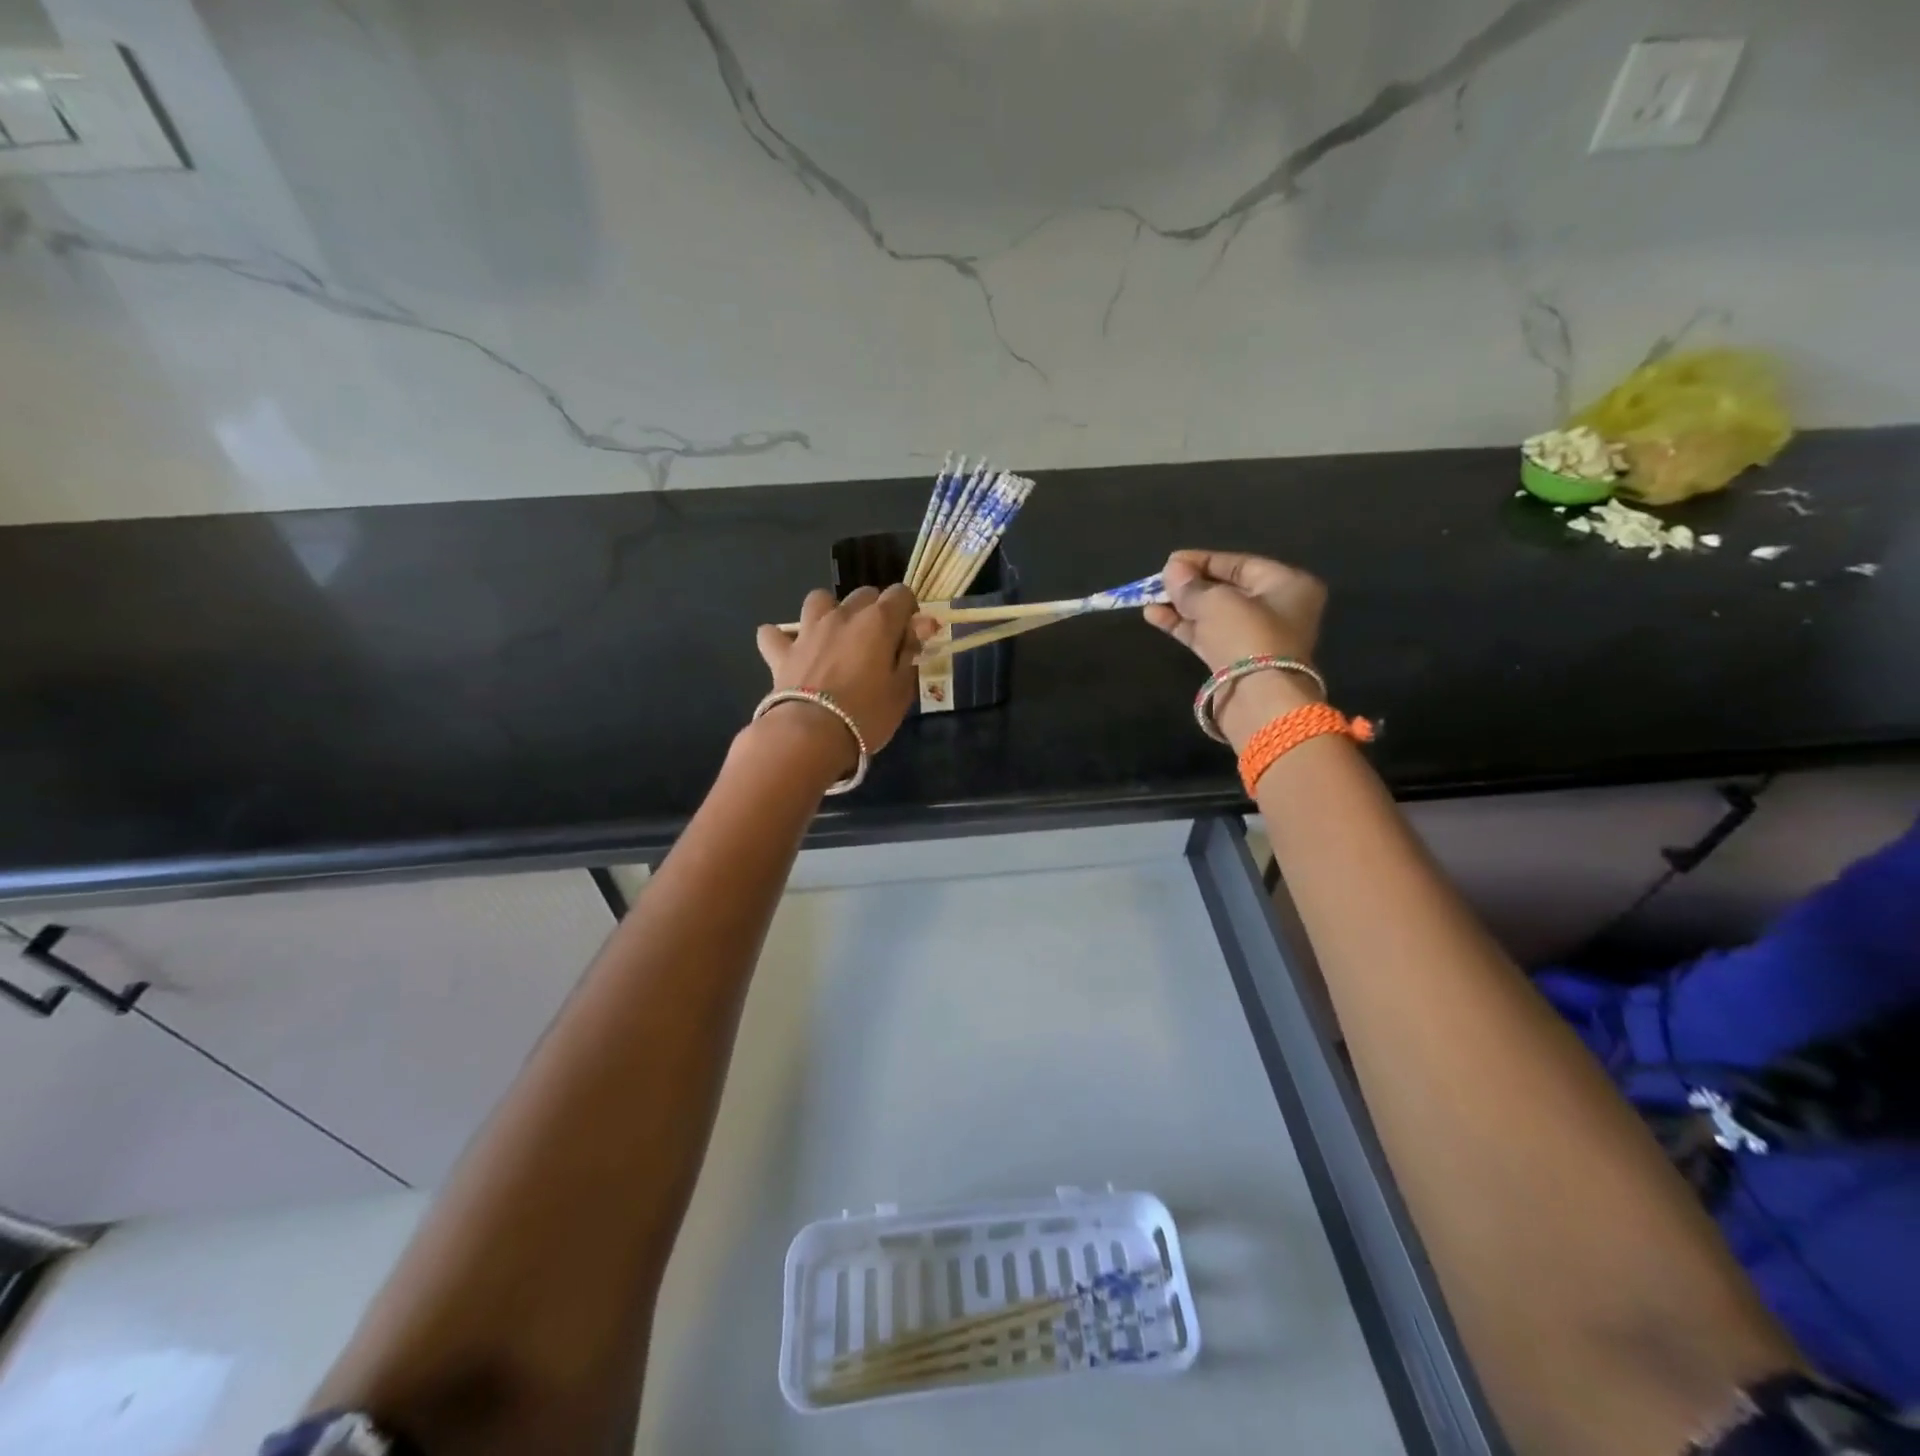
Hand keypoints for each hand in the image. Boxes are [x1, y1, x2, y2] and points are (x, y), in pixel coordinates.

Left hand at [753, 585, 928, 777]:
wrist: (811, 734)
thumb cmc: (866, 715)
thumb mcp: (901, 690)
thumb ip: (909, 655)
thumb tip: (917, 631)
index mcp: (878, 622)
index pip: (901, 594)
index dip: (909, 612)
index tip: (910, 637)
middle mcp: (843, 615)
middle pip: (864, 594)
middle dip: (874, 611)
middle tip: (878, 644)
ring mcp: (809, 630)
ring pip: (819, 599)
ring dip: (829, 612)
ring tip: (834, 637)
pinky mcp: (782, 652)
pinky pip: (773, 634)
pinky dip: (780, 639)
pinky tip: (789, 652)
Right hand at [1144, 550, 1328, 749]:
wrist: (1258, 700)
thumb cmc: (1247, 637)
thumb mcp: (1216, 602)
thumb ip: (1191, 585)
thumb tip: (1171, 570)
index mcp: (1288, 585)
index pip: (1240, 564)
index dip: (1203, 560)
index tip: (1171, 561)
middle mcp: (1276, 609)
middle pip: (1226, 589)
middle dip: (1191, 585)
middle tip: (1159, 581)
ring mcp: (1255, 638)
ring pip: (1213, 615)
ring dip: (1181, 607)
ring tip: (1149, 599)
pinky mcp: (1235, 662)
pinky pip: (1206, 636)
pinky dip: (1183, 626)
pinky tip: (1154, 616)